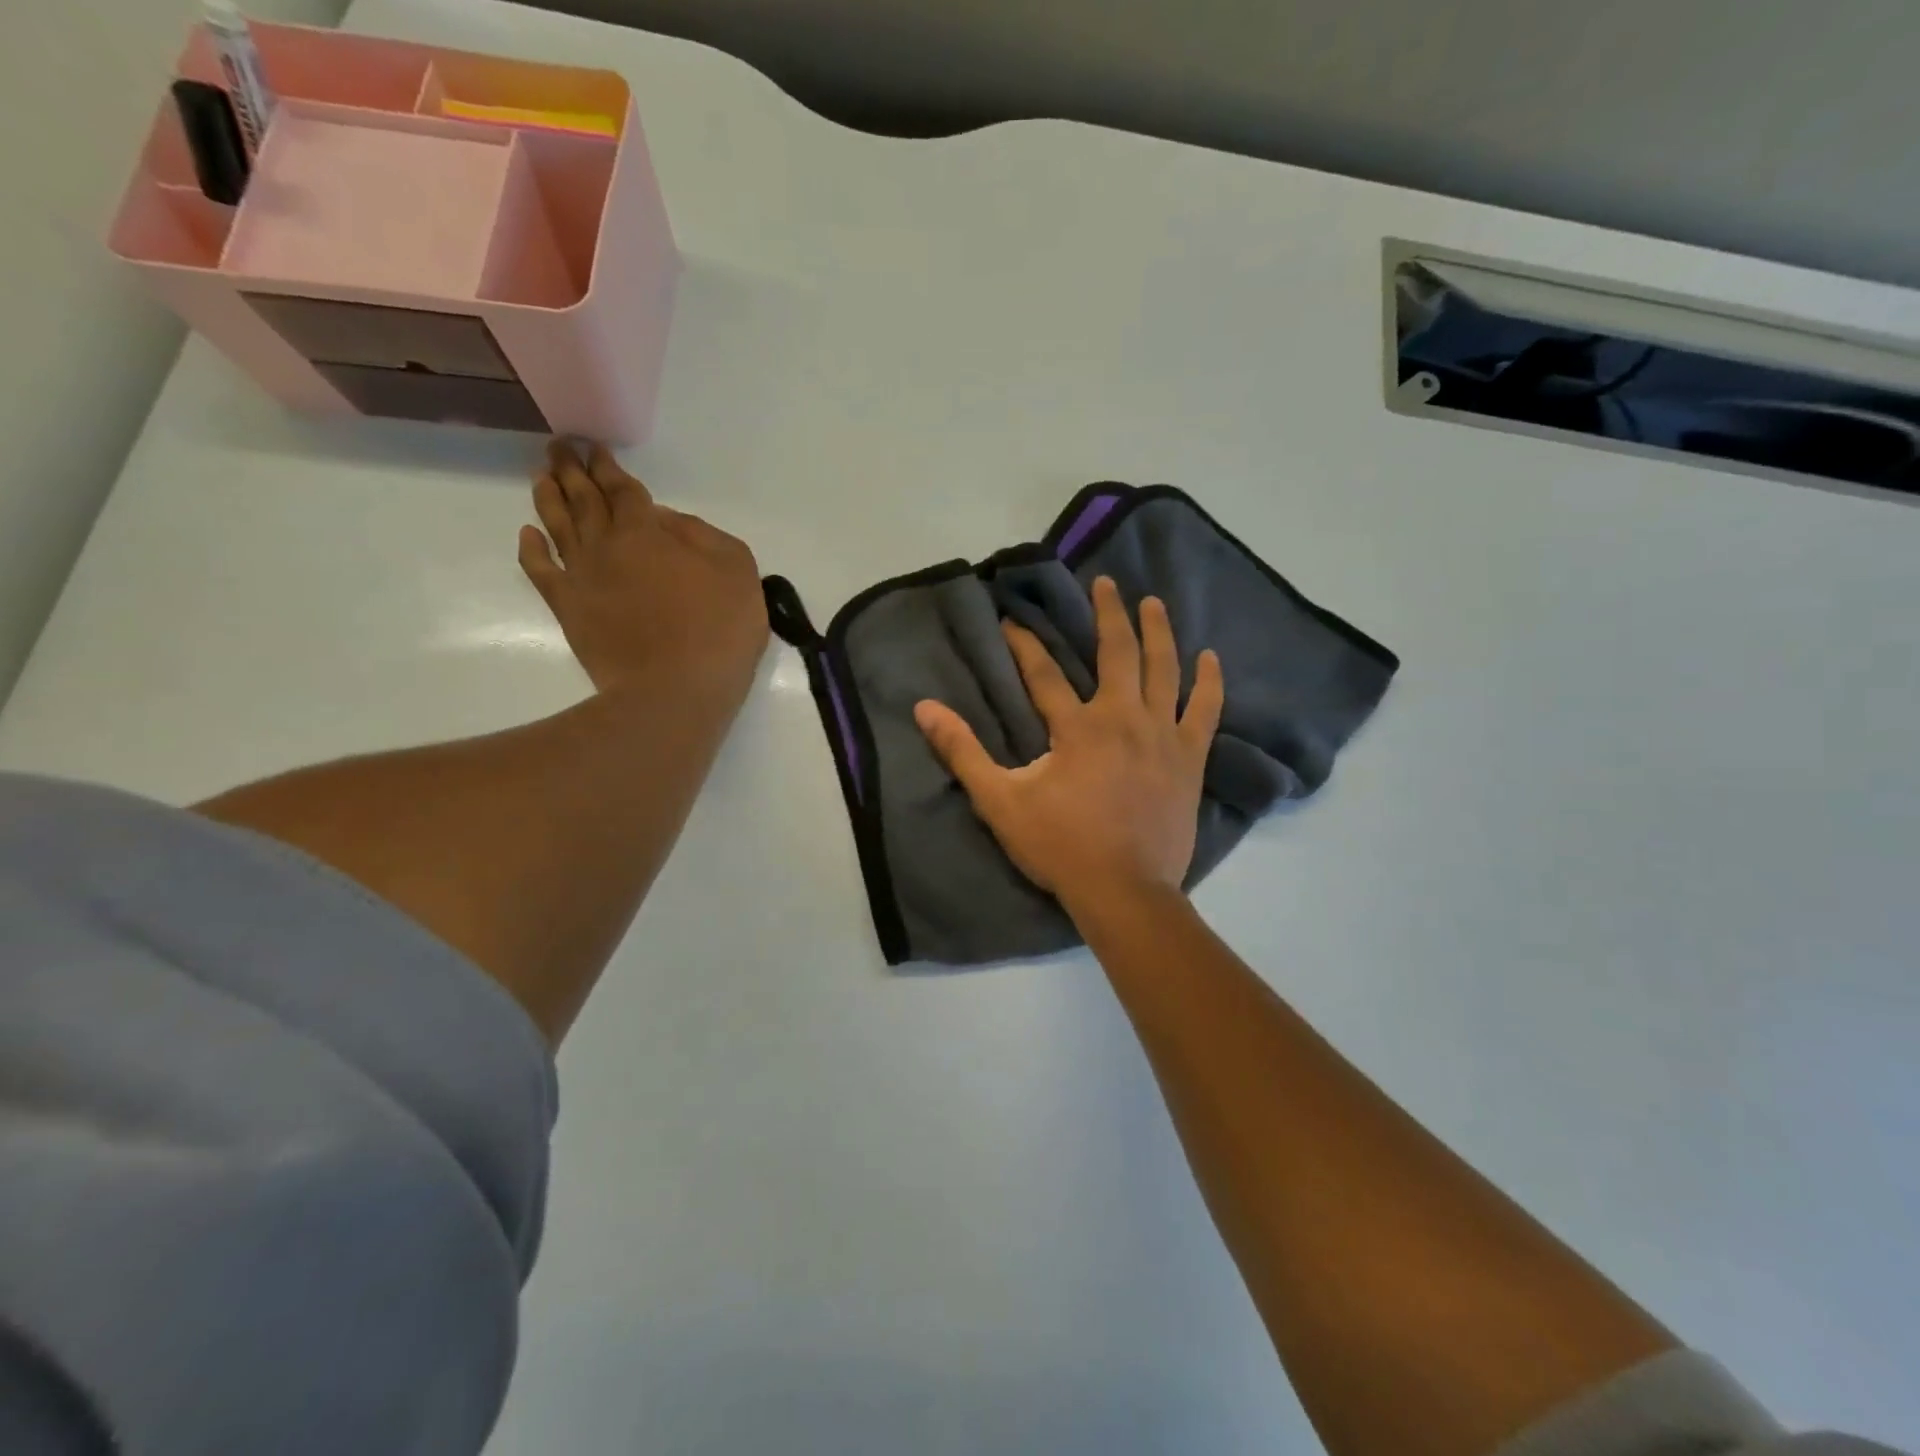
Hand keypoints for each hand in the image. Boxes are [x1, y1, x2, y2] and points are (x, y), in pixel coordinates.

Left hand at [520, 440, 767, 707]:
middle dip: (573, 470)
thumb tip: (665, 521)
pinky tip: (528, 533)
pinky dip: (531, 548)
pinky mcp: (569, 609)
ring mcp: (582, 577)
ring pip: (558, 525)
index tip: (594, 448)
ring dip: (549, 497)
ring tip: (543, 476)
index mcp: (649, 531)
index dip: (609, 467)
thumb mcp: (738, 571)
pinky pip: (540, 570)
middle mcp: (607, 545)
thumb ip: (703, 535)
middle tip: (559, 447)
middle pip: (585, 498)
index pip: (623, 489)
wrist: (674, 691)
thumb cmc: (718, 630)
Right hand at [914, 576, 1223, 915]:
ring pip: (1164, 670)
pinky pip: (1205, 711)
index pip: (1044, 672)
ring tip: (1153, 602)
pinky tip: (1210, 658)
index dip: (1024, 644)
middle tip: (1106, 583)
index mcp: (1076, 726)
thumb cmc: (1059, 846)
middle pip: (1117, 652)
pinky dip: (1208, 682)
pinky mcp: (1189, 758)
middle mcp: (1122, 717)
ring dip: (1158, 632)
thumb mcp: (1000, 801)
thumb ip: (962, 752)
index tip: (1011, 621)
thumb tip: (925, 709)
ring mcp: (1162, 735)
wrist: (1124, 891)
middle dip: (1108, 614)